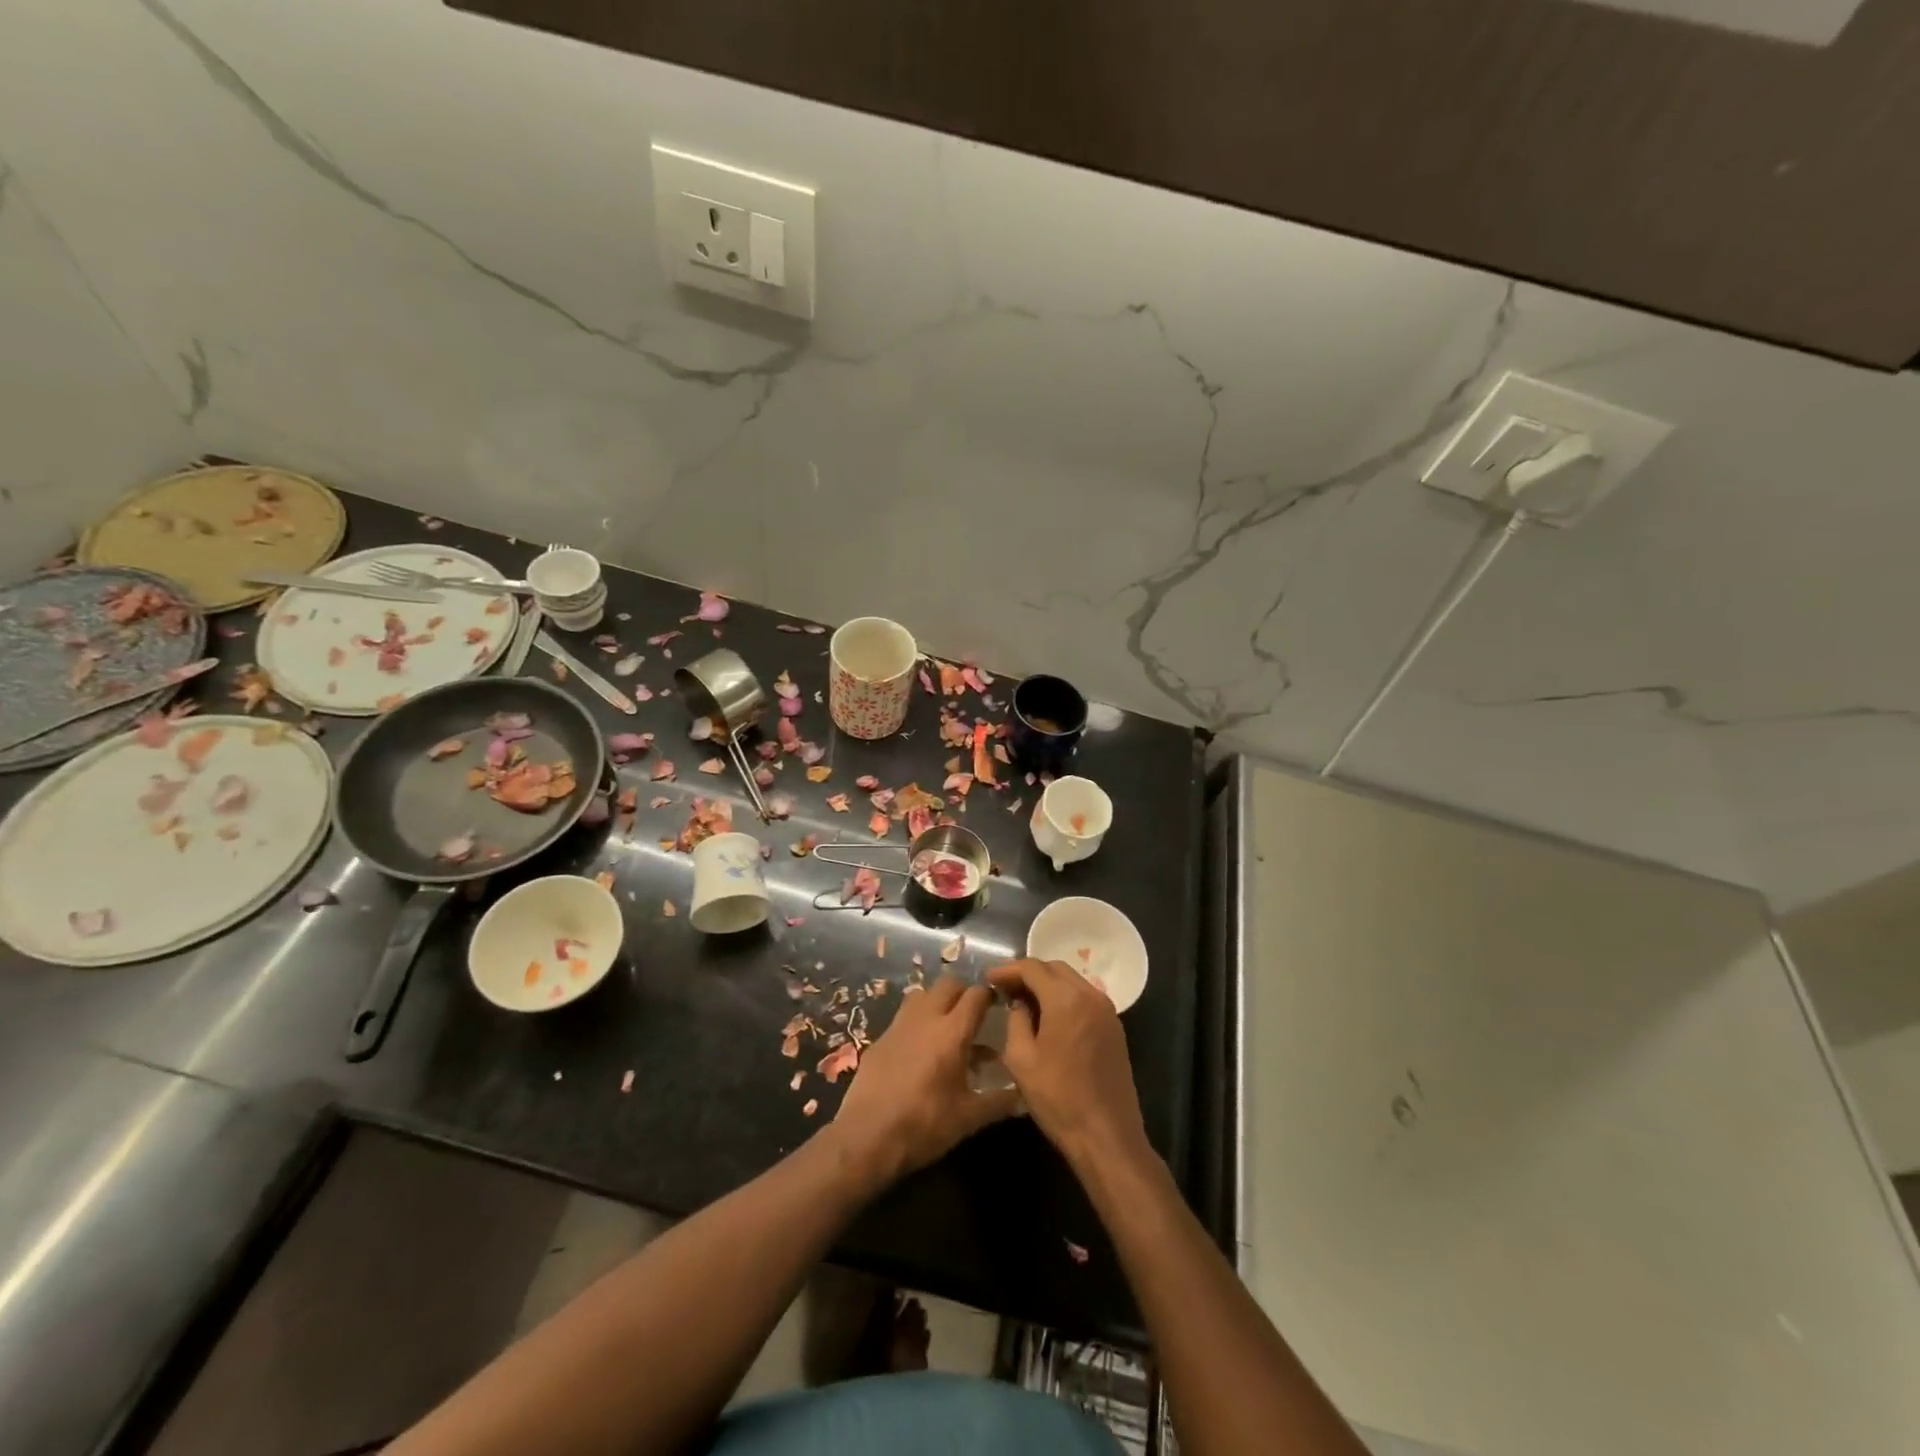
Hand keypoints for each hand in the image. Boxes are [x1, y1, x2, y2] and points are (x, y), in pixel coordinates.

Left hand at [829, 976, 1020, 1190]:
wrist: (867, 1137)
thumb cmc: (925, 1125)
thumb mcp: (969, 1118)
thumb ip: (999, 1102)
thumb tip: (1024, 1098)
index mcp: (952, 1032)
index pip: (976, 995)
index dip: (990, 995)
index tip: (999, 1003)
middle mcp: (926, 1018)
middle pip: (948, 984)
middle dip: (963, 991)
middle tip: (974, 1013)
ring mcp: (899, 1025)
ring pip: (922, 994)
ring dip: (937, 1001)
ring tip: (947, 1025)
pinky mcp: (879, 1038)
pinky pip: (903, 1017)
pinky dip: (917, 1022)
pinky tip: (919, 1049)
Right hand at [986, 959, 1148, 1172]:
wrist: (1106, 1135)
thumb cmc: (1058, 1098)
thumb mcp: (1021, 1059)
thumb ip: (1016, 1021)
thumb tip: (1020, 1004)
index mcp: (1066, 999)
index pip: (1032, 968)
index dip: (1008, 970)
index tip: (988, 978)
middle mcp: (1090, 996)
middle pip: (1055, 968)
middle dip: (1028, 973)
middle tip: (1005, 988)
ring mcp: (1107, 1011)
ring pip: (1072, 981)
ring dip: (1048, 984)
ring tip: (1024, 1000)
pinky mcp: (1115, 1028)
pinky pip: (1085, 998)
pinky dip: (1064, 997)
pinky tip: (1049, 1016)